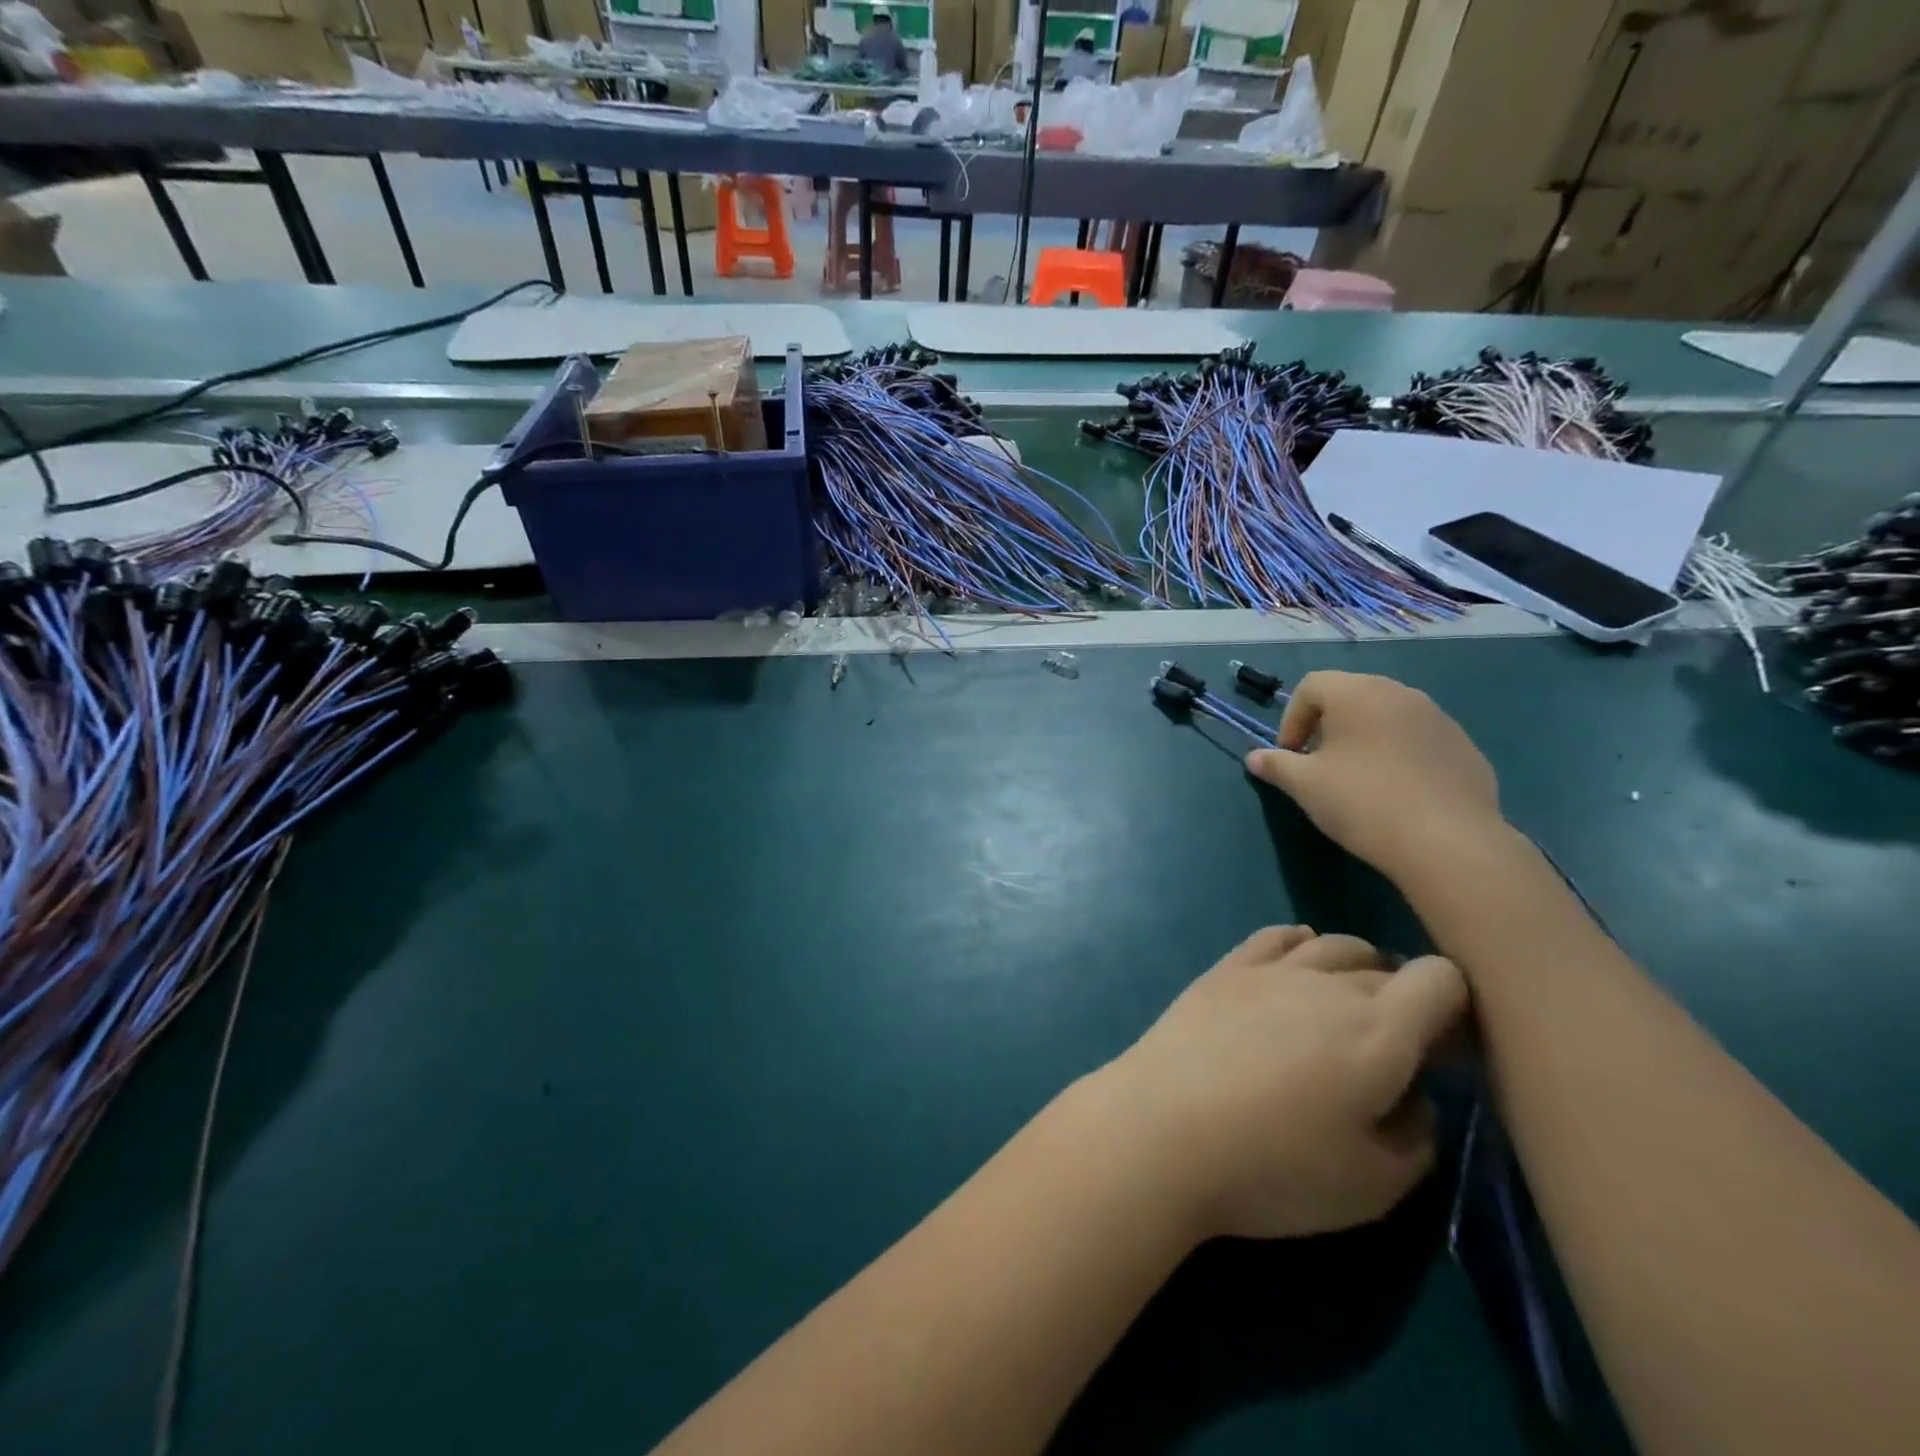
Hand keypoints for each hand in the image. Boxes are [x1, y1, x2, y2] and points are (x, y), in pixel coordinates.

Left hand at [1098, 928, 1468, 1241]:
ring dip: (1355, 970)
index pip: (1442, 980)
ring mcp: (1271, 969)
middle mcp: (1329, 984)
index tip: (1440, 1056)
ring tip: (1342, 1013)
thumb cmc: (1273, 1167)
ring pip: (1335, 945)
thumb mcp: (1375, 1186)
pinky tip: (1296, 964)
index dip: (1455, 1011)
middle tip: (1388, 1052)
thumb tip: (1414, 1095)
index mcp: (1380, 1031)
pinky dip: (1299, 944)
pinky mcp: (1225, 969)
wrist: (1162, 1130)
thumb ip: (1417, 1134)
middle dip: (1404, 1002)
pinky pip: (1276, 935)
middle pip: (1388, 967)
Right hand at [1245, 671, 1506, 882]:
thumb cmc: (1362, 801)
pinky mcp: (1465, 748)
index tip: (1290, 756)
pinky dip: (1399, 757)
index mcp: (1358, 693)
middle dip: (1327, 727)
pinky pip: (1418, 741)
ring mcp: (1439, 719)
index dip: (1291, 719)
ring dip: (1365, 740)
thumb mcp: (1304, 785)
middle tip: (1320, 766)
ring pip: (1387, 718)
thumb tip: (1255, 757)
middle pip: (1351, 697)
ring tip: (1358, 781)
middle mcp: (1400, 693)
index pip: (1311, 686)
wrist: (1448, 842)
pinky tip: (1398, 794)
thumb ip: (1276, 765)